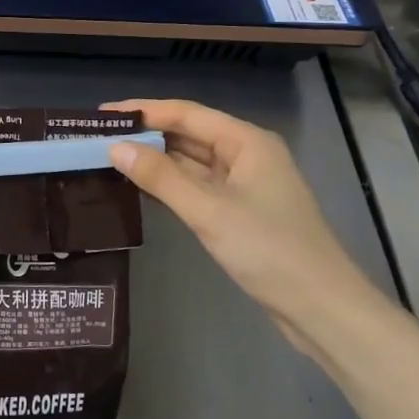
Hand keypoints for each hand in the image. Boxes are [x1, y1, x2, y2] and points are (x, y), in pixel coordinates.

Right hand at [104, 98, 386, 347]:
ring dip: (155, 161)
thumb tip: (115, 148)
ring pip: (191, 163)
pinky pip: (197, 187)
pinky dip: (169, 185)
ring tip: (110, 160)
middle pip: (189, 134)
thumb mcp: (208, 210)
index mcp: (247, 142)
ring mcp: (245, 185)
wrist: (320, 307)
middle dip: (146, 135)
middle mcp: (247, 155)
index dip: (143, 110)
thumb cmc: (268, 250)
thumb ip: (160, 177)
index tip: (102, 115)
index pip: (186, 113)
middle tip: (98, 139)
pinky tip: (140, 189)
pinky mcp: (240, 212)